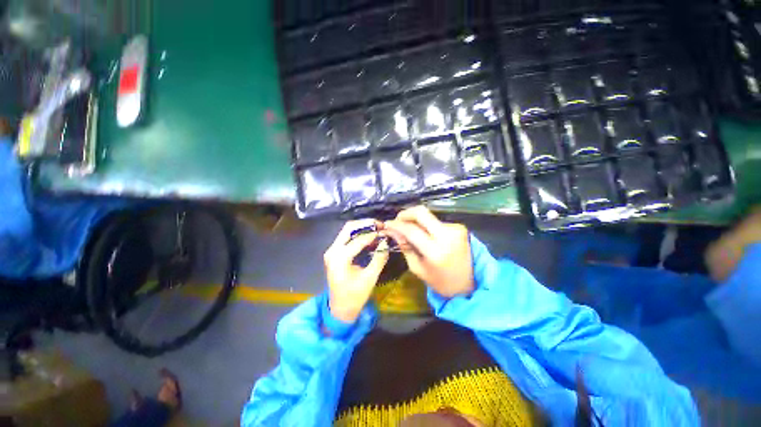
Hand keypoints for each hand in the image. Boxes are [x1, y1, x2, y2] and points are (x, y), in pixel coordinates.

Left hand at [324, 219, 389, 323]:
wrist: (340, 309)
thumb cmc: (355, 296)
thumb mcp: (370, 278)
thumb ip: (379, 258)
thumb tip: (386, 241)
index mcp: (339, 258)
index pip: (359, 240)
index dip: (374, 234)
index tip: (386, 231)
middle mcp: (332, 250)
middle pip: (349, 228)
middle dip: (366, 224)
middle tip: (380, 225)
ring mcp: (332, 250)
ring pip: (347, 231)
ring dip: (362, 227)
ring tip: (377, 228)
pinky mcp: (334, 252)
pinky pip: (346, 237)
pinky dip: (358, 234)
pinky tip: (370, 236)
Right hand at [383, 206, 473, 297]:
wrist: (469, 285)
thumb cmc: (440, 281)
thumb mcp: (417, 268)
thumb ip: (405, 247)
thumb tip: (393, 231)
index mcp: (435, 251)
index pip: (411, 230)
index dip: (396, 225)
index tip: (387, 224)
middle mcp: (447, 236)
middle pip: (421, 212)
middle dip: (406, 213)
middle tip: (397, 220)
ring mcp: (455, 229)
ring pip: (428, 216)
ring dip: (416, 221)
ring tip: (411, 231)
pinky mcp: (460, 227)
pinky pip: (437, 221)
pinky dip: (427, 226)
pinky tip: (426, 235)